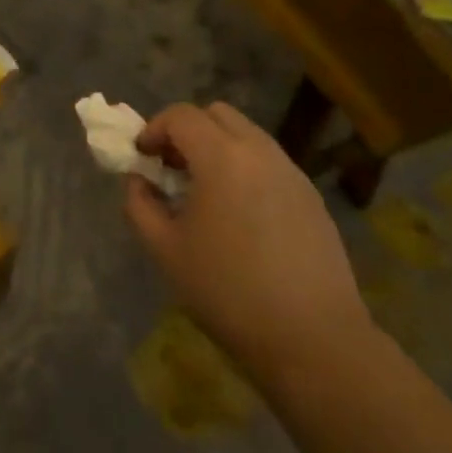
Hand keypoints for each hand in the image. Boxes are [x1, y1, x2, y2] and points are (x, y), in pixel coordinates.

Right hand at [124, 102, 374, 378]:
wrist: (313, 338)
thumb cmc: (228, 291)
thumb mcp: (166, 251)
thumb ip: (140, 205)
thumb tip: (138, 181)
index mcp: (222, 157)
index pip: (181, 115)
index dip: (154, 129)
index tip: (142, 157)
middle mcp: (259, 150)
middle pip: (217, 114)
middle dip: (188, 131)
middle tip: (172, 168)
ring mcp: (291, 171)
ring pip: (246, 135)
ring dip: (218, 148)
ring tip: (205, 193)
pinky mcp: (311, 195)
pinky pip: (269, 162)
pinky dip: (245, 168)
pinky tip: (240, 216)